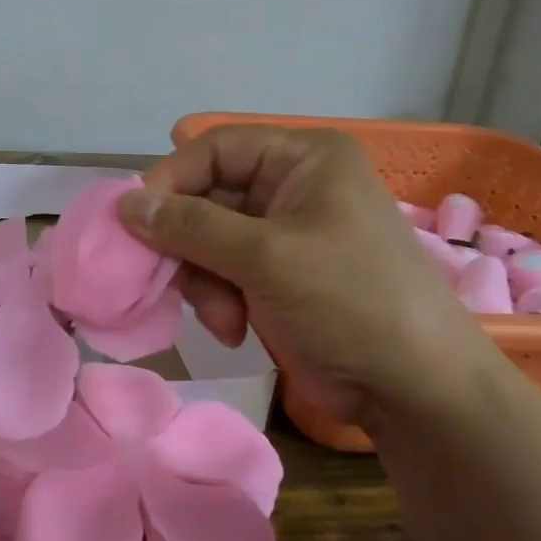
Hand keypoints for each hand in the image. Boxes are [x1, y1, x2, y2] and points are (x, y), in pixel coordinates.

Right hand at [119, 125, 502, 426]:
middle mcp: (292, 186)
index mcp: (303, 159)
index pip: (214, 149)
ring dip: (202, 279)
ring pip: (206, 239)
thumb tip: (125, 205)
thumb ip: (190, 226)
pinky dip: (218, 298)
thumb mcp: (266, 257)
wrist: (416, 391)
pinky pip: (222, 270)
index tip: (134, 222)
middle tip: (166, 279)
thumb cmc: (349, 302)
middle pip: (206, 196)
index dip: (170, 181)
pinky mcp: (278, 275)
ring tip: (221, 317)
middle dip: (188, 244)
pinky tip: (233, 329)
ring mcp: (285, 233)